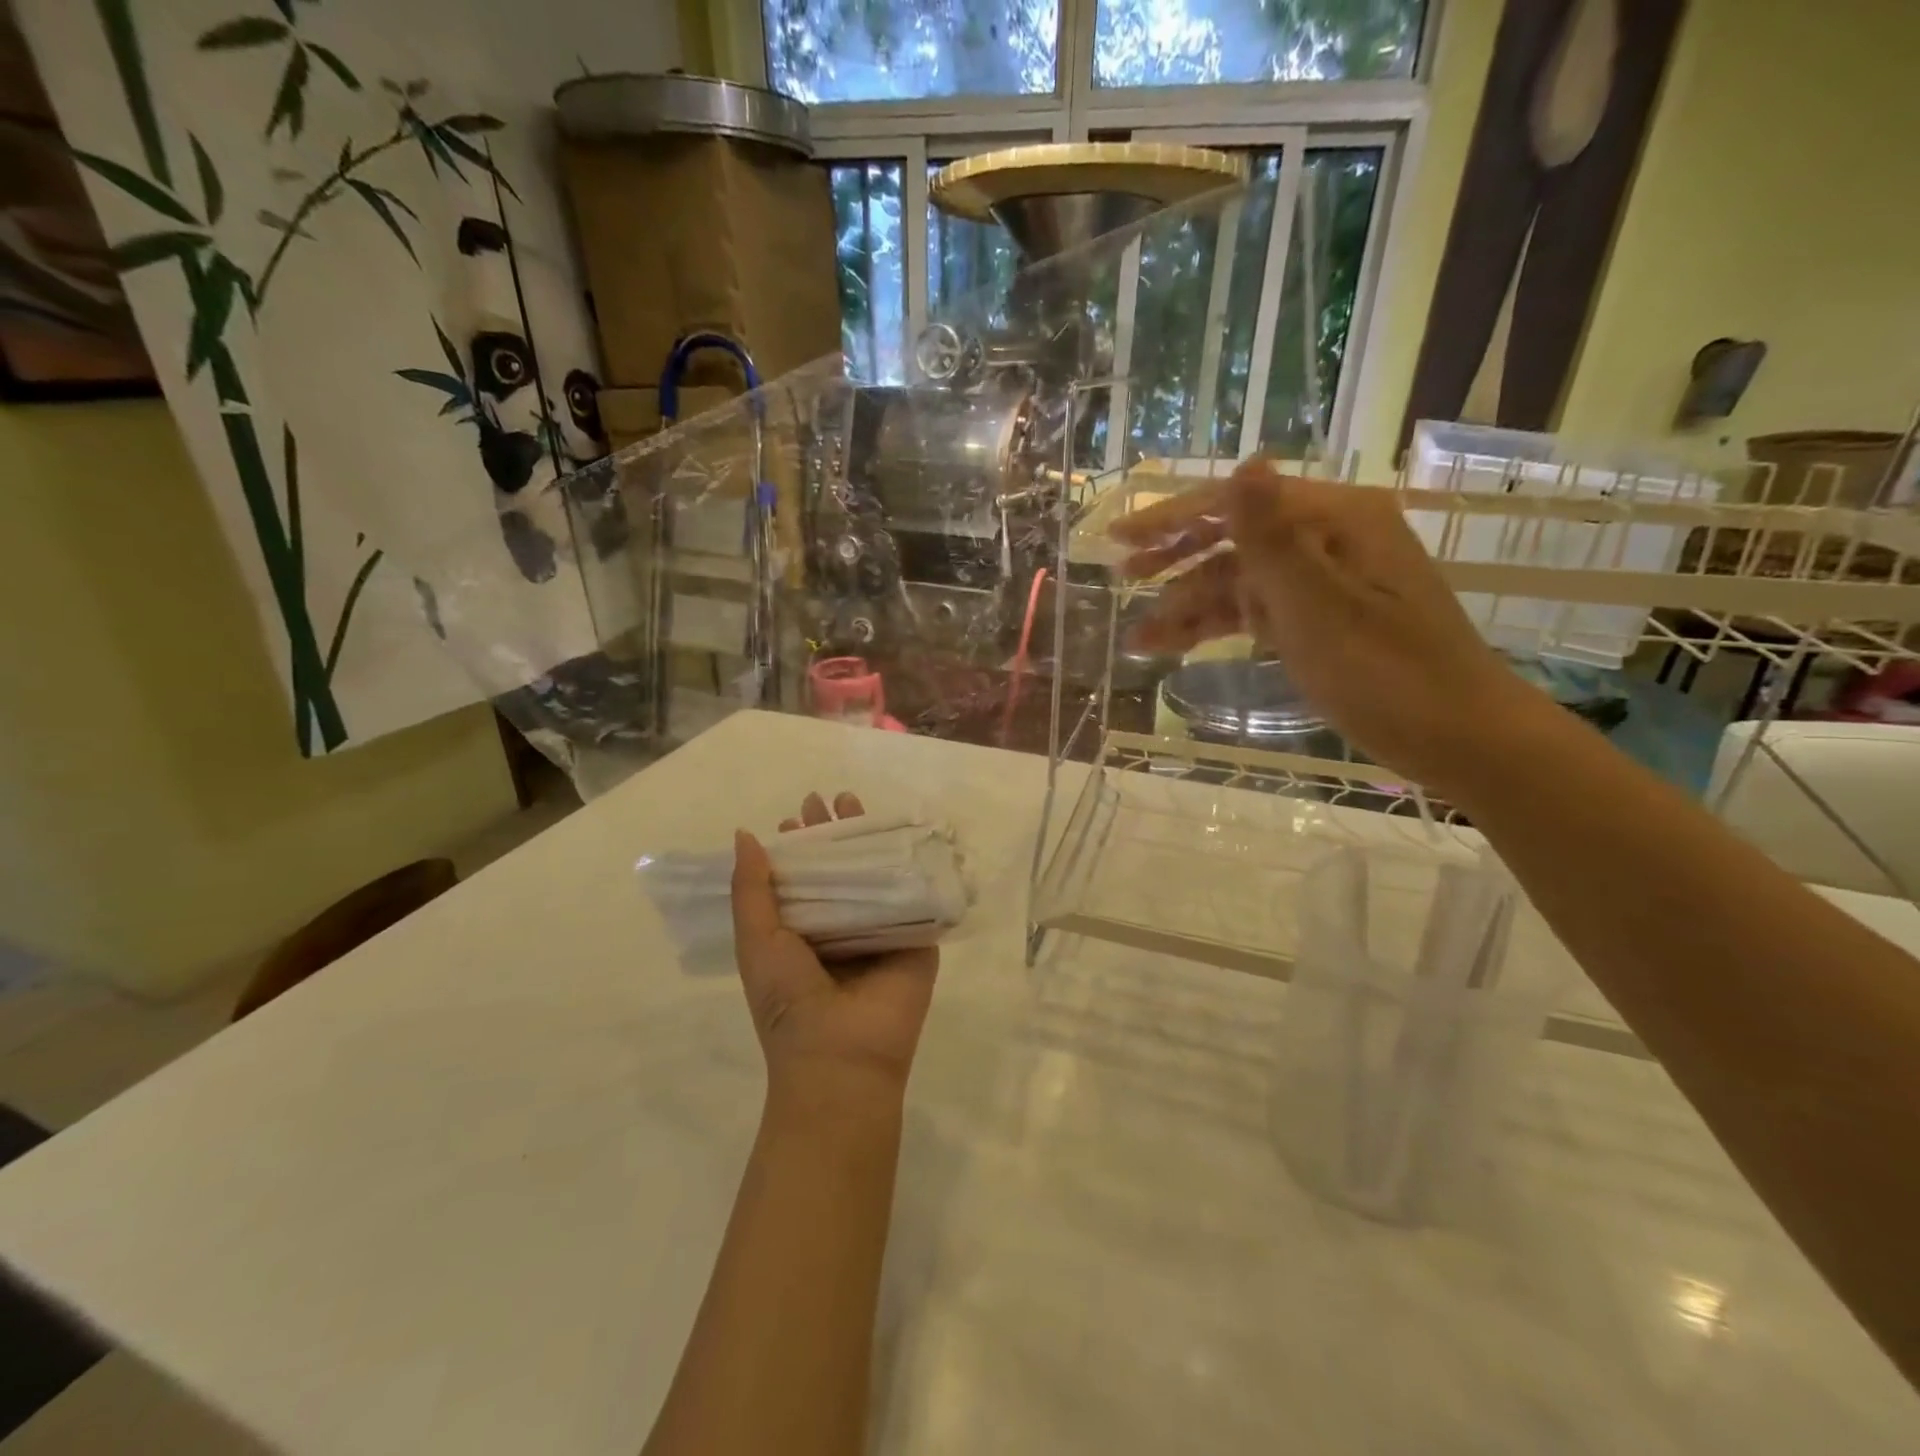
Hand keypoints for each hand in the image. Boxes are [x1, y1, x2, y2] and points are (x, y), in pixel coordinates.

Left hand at [731, 792, 938, 1103]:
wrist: (841, 1056)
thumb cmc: (789, 1000)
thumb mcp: (756, 940)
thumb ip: (751, 889)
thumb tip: (746, 834)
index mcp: (803, 932)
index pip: (802, 878)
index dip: (798, 846)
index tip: (796, 816)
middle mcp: (842, 927)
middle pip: (841, 868)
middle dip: (834, 833)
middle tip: (829, 799)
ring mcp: (881, 931)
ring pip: (877, 874)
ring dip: (869, 839)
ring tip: (857, 803)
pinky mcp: (917, 937)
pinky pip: (915, 893)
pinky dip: (912, 863)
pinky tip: (909, 832)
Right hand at [1112, 459, 1553, 799]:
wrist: (1457, 737)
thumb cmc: (1388, 673)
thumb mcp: (1319, 607)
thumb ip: (1272, 538)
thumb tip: (1244, 463)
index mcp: (1334, 518)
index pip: (1238, 501)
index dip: (1173, 518)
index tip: (1119, 541)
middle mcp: (1327, 537)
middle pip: (1234, 536)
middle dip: (1176, 559)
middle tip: (1123, 578)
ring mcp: (1323, 579)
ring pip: (1238, 581)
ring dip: (1188, 605)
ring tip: (1139, 638)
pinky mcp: (1319, 617)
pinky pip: (1255, 611)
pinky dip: (1216, 627)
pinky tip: (1175, 646)